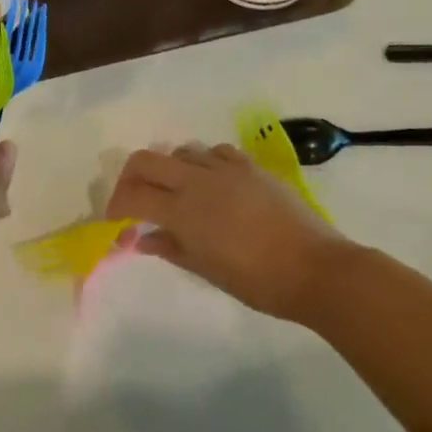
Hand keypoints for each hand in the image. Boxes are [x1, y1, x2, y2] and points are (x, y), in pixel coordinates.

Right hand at [105, 143, 354, 321]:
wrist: (314, 268)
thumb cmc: (257, 280)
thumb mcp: (206, 270)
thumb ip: (170, 248)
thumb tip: (141, 239)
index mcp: (183, 210)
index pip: (133, 195)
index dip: (117, 206)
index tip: (116, 220)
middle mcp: (198, 181)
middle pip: (147, 159)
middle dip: (131, 177)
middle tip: (133, 199)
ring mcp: (225, 169)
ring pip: (181, 151)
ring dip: (168, 168)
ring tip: (175, 191)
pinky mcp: (250, 166)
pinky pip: (215, 152)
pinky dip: (203, 162)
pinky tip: (211, 183)